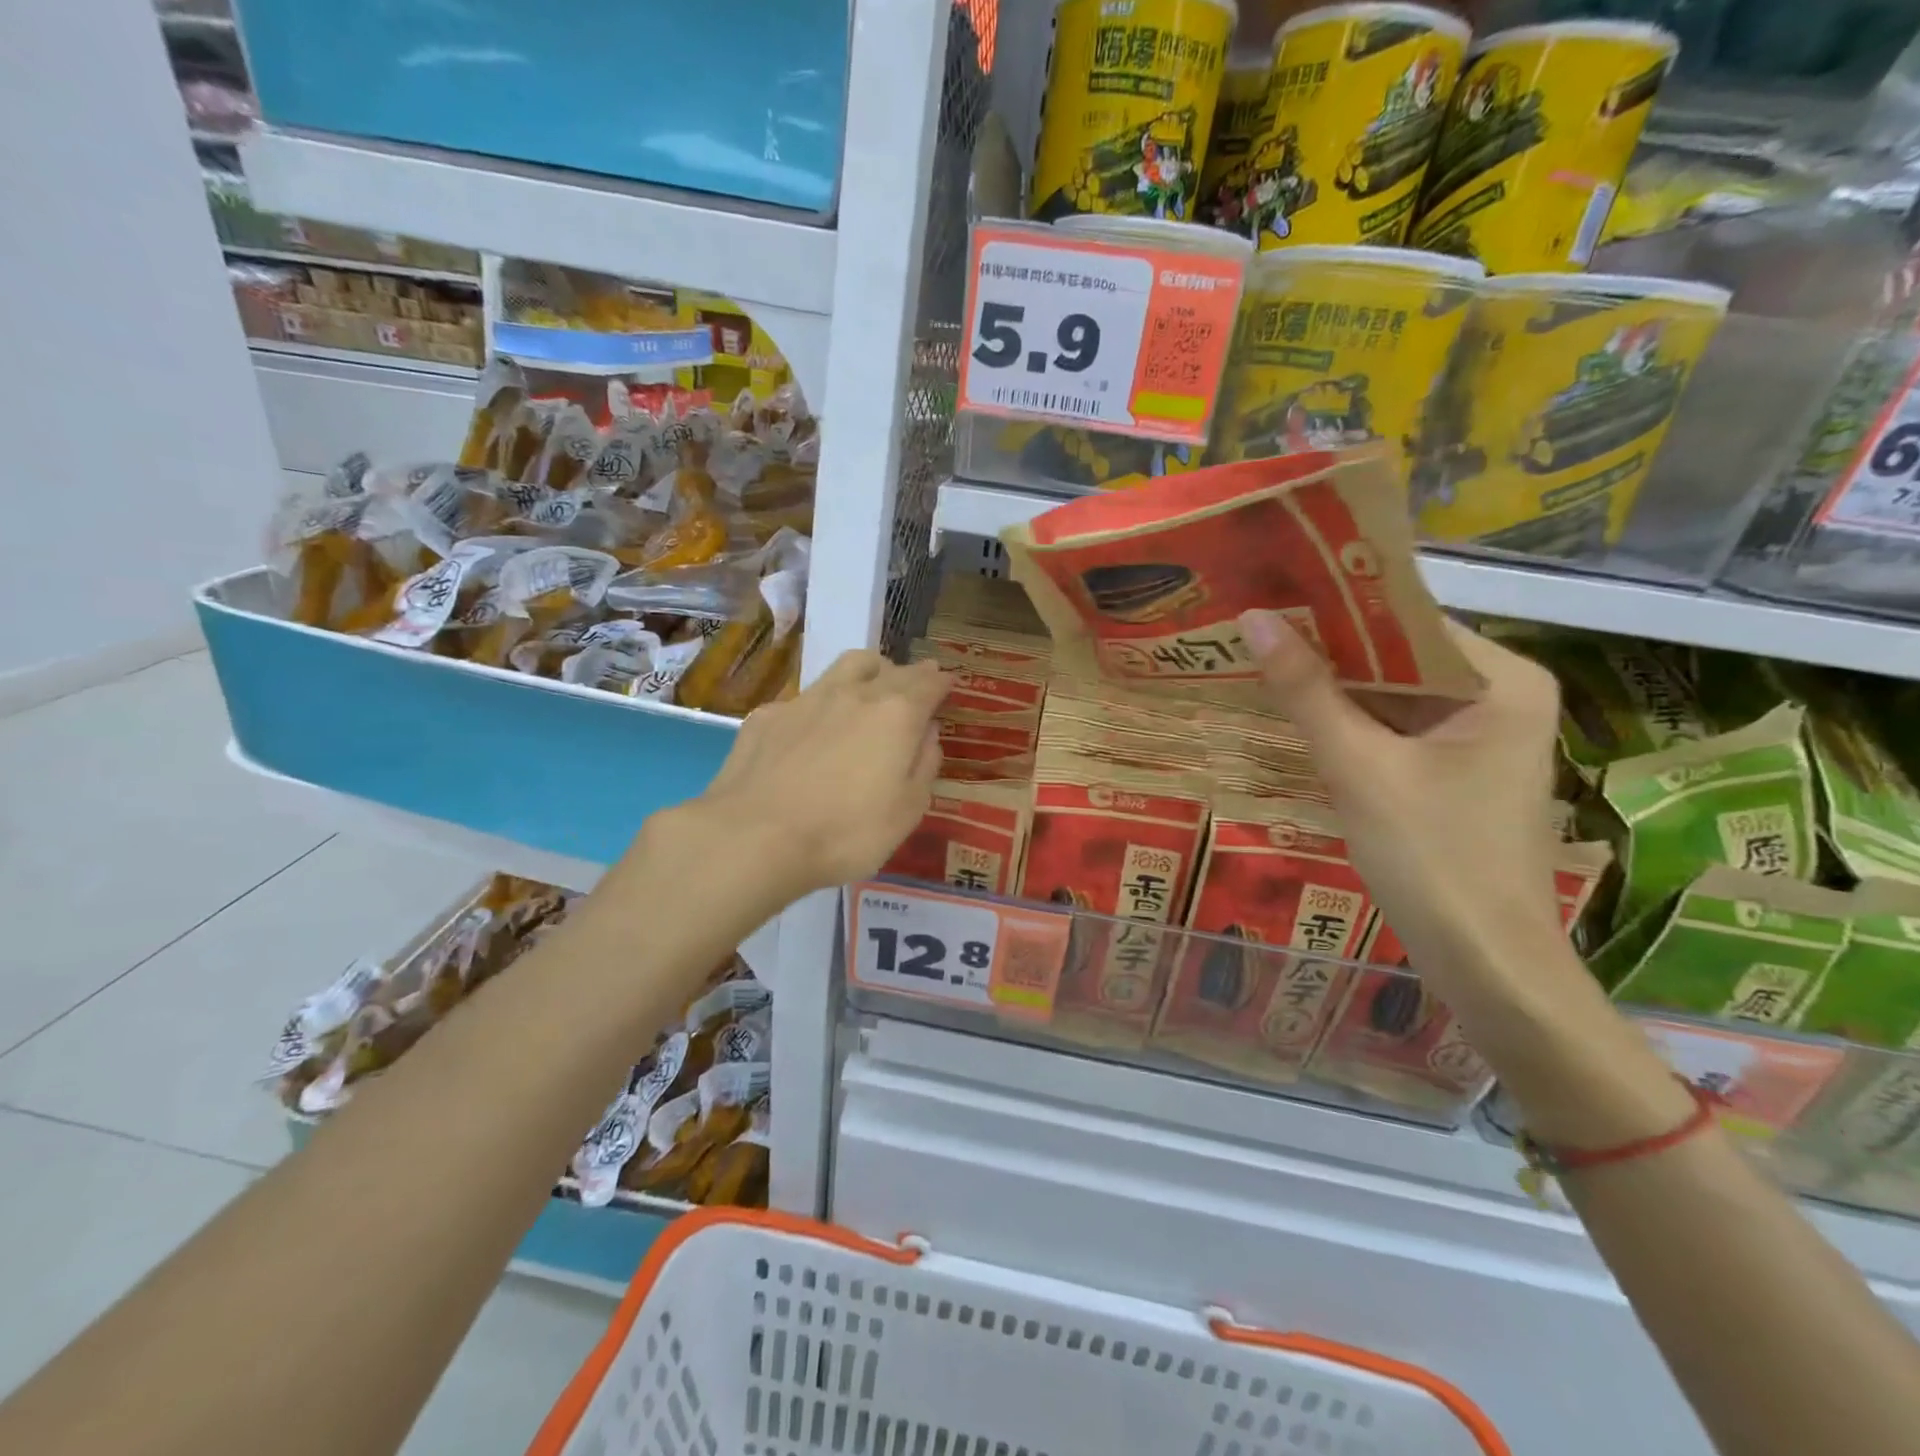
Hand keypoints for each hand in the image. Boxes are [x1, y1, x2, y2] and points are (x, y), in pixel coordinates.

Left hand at [660, 650, 948, 910]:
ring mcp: (806, 700)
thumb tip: (927, 733)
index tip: (947, 682)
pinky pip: (805, 697)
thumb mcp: (907, 812)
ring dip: (868, 670)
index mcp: (896, 715)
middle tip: (916, 682)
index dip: (941, 682)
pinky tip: (814, 727)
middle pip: (889, 669)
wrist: (754, 837)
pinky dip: (822, 703)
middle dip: (909, 673)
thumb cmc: (845, 833)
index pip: (927, 684)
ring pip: (847, 666)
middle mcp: (854, 694)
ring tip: (872, 683)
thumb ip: (924, 765)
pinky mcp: (768, 715)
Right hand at [1239, 609, 1569, 990]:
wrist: (1483, 963)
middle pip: (1400, 656)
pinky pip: (1394, 728)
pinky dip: (1349, 723)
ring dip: (1333, 686)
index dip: (1335, 607)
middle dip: (1328, 649)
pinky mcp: (1455, 769)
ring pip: (1392, 694)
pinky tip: (1293, 710)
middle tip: (1253, 625)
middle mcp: (1500, 695)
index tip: (1270, 593)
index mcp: (1502, 681)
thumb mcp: (1359, 767)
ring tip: (1259, 657)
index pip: (1407, 621)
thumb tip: (1253, 617)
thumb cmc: (1432, 857)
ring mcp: (1479, 735)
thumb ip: (1306, 691)